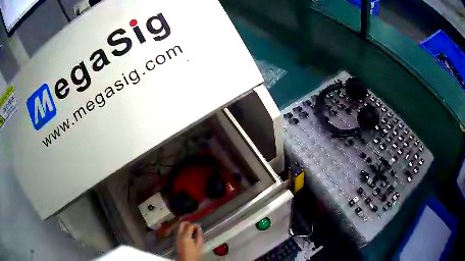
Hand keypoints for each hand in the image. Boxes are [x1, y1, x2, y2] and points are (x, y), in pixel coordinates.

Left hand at [176, 222, 203, 260]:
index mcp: (186, 236)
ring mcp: (176, 237)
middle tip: (194, 226)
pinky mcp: (175, 239)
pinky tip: (188, 234)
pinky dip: (182, 230)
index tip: (199, 226)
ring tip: (191, 230)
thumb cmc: (194, 254)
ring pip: (179, 227)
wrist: (185, 260)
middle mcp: (179, 235)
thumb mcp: (199, 245)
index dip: (195, 224)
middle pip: (182, 224)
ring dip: (185, 226)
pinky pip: (178, 231)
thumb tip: (199, 227)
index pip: (190, 225)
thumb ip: (199, 235)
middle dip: (188, 223)